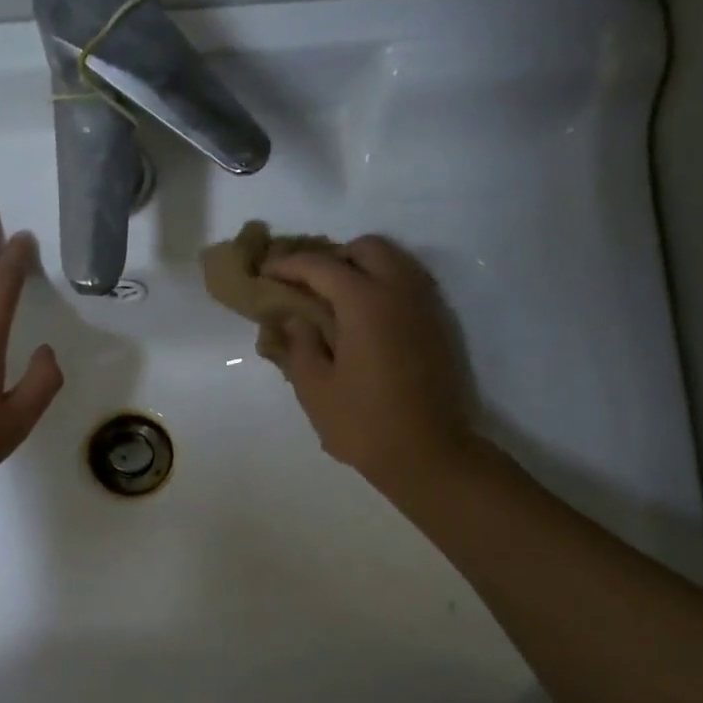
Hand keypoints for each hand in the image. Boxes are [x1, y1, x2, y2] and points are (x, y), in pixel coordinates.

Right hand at [262, 235, 475, 492]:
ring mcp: (425, 306)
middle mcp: (399, 291)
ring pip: (393, 262)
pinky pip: (408, 284)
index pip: (321, 266)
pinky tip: (363, 318)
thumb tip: (295, 318)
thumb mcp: (315, 388)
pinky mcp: (438, 325)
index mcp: (365, 302)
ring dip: (360, 268)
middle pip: (365, 248)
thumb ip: (299, 344)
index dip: (288, 265)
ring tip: (333, 300)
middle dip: (332, 258)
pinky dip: (382, 285)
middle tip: (306, 285)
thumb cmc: (363, 424)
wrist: (428, 454)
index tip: (264, 272)